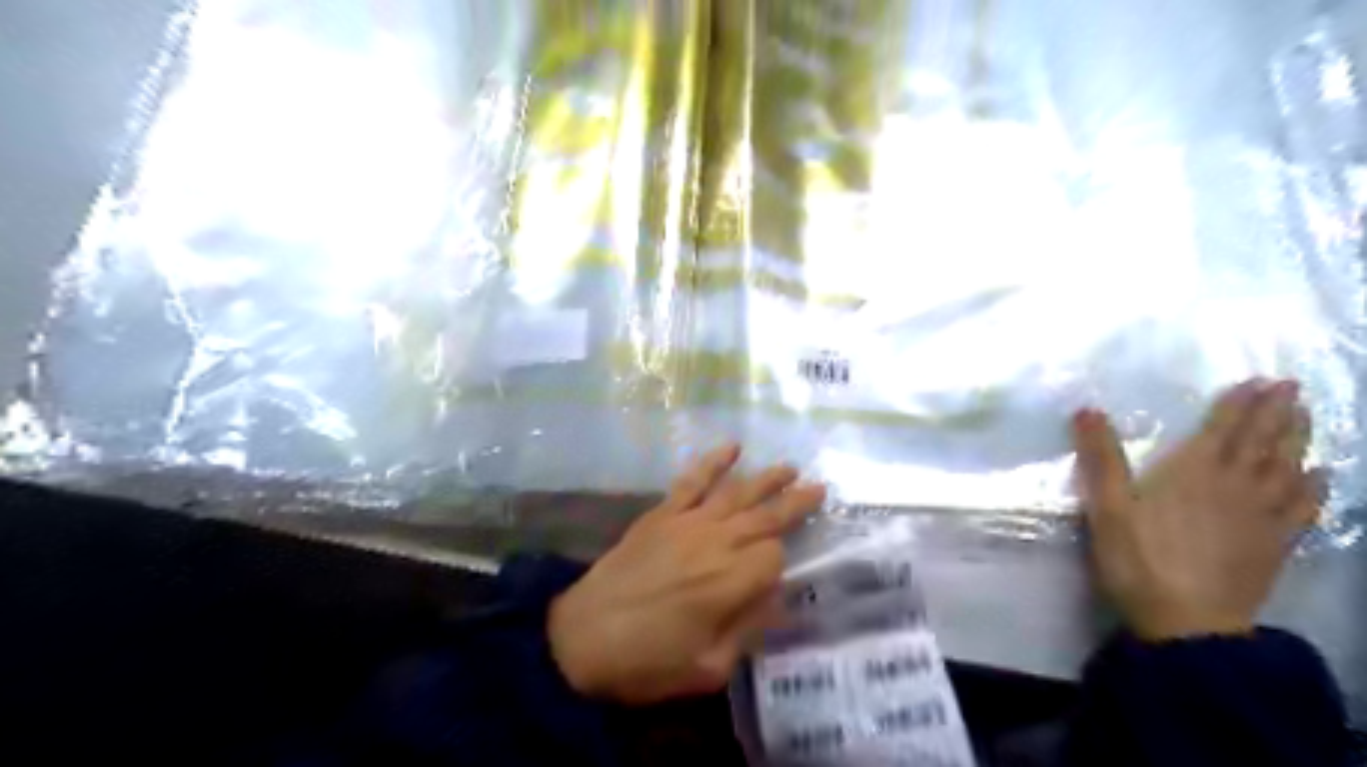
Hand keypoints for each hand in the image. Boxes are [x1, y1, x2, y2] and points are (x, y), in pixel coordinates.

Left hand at [548, 445, 826, 704]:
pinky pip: (692, 480)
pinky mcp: (662, 514)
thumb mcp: (709, 668)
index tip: (774, 581)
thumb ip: (748, 629)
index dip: (781, 566)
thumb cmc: (647, 662)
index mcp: (732, 582)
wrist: (580, 639)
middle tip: (820, 488)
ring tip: (790, 467)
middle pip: (766, 515)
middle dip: (795, 502)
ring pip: (737, 493)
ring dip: (766, 478)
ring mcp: (687, 522)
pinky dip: (713, 462)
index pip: (775, 558)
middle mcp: (716, 542)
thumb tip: (775, 599)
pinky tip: (732, 447)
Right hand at [1075, 377, 1318, 641]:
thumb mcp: (1106, 506)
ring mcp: (1261, 516)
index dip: (1241, 404)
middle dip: (1276, 411)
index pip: (1223, 429)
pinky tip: (1320, 476)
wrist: (1188, 621)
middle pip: (1260, 442)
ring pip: (1287, 468)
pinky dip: (1315, 487)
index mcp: (1192, 472)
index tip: (1260, 381)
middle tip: (1291, 386)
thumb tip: (1088, 410)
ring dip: (1298, 439)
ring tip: (1306, 417)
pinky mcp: (1274, 544)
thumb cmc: (1138, 559)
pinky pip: (1303, 507)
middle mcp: (1234, 485)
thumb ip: (1100, 457)